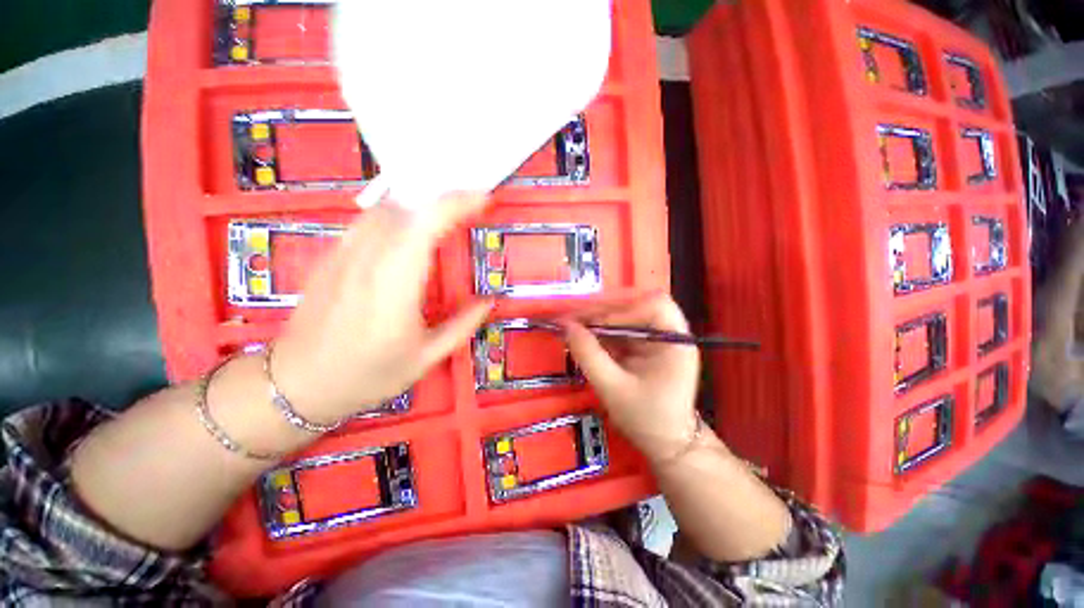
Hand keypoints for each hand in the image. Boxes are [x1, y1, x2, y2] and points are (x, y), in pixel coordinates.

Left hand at [270, 193, 493, 423]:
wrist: (297, 385)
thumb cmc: (367, 376)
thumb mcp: (426, 358)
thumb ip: (463, 325)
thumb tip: (490, 300)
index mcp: (395, 288)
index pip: (425, 226)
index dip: (456, 204)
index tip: (483, 199)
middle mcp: (367, 261)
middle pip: (407, 208)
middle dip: (445, 200)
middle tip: (472, 206)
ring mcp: (343, 255)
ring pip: (386, 209)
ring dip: (420, 205)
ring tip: (446, 214)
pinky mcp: (331, 256)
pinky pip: (368, 221)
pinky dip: (397, 215)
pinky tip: (409, 230)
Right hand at [564, 294, 700, 462]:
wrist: (666, 445)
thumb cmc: (647, 420)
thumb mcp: (613, 388)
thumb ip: (589, 355)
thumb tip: (566, 326)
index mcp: (674, 341)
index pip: (653, 305)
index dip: (623, 309)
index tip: (594, 323)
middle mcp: (668, 334)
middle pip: (637, 305)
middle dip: (605, 310)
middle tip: (576, 317)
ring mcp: (655, 339)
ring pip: (626, 316)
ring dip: (599, 319)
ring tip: (575, 325)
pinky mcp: (643, 346)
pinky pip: (620, 330)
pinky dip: (601, 332)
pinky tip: (584, 337)